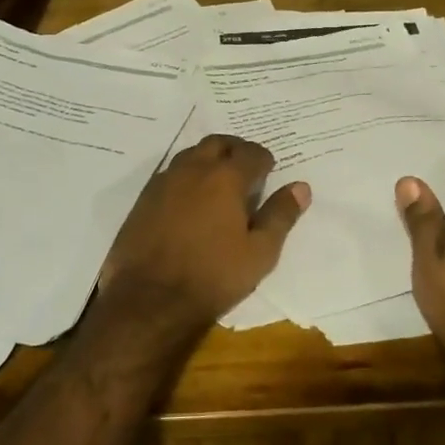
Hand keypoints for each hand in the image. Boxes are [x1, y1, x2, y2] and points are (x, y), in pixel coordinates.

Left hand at [96, 135, 309, 346]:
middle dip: (235, 150)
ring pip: (190, 155)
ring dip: (208, 159)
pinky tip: (190, 200)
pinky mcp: (143, 199)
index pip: (251, 153)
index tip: (269, 171)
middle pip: (217, 143)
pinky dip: (186, 177)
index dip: (264, 159)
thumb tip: (301, 187)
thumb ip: (280, 215)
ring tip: (219, 182)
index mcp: (225, 178)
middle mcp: (193, 170)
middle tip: (246, 168)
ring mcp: (163, 182)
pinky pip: (169, 174)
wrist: (149, 300)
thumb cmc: (213, 276)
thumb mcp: (259, 253)